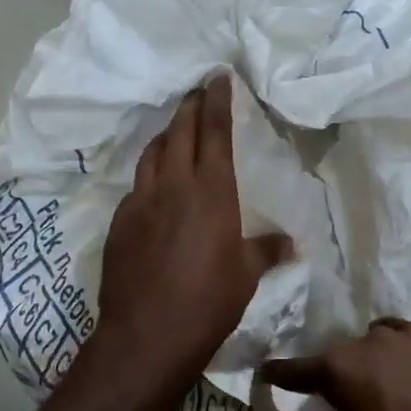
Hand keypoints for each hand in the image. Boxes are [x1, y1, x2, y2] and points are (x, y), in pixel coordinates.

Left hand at [93, 73, 291, 393]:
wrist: (147, 334)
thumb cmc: (208, 301)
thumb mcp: (246, 275)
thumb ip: (266, 251)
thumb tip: (290, 244)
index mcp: (211, 190)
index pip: (215, 131)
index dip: (217, 100)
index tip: (218, 76)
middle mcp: (173, 185)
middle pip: (180, 131)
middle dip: (190, 107)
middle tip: (198, 92)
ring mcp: (140, 201)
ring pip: (152, 153)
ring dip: (166, 136)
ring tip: (175, 131)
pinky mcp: (120, 223)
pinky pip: (137, 186)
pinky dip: (150, 175)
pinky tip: (155, 188)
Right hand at [259, 320, 410, 410]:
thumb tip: (356, 405)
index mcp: (346, 370)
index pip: (300, 369)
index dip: (281, 373)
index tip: (267, 371)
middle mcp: (374, 342)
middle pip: (346, 352)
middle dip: (342, 371)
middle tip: (351, 396)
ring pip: (381, 339)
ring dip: (378, 359)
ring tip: (390, 384)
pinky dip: (409, 359)